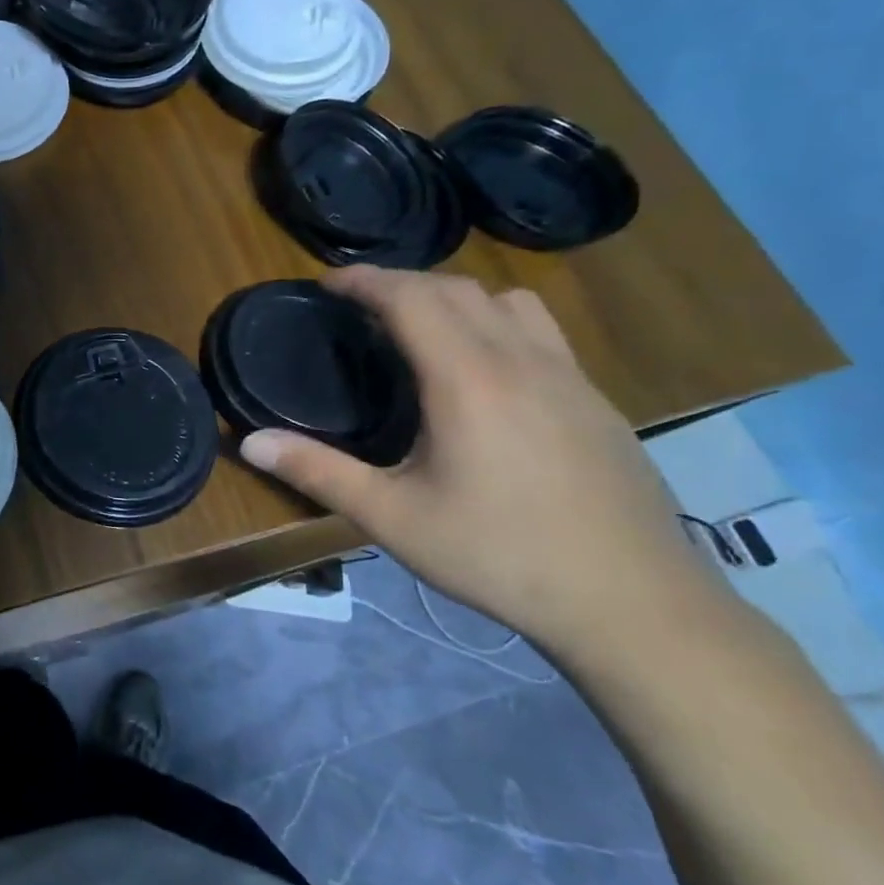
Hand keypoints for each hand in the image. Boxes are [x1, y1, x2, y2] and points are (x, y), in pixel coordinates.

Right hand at [238, 267, 717, 652]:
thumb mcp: (392, 518)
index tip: (327, 281)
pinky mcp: (597, 402)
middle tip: (360, 304)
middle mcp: (521, 361)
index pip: (412, 297)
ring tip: (423, 326)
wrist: (635, 605)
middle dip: (402, 282)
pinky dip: (498, 323)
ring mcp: (569, 378)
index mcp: (468, 379)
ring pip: (509, 301)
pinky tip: (485, 374)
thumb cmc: (500, 556)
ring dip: (457, 296)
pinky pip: (541, 332)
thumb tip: (248, 441)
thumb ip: (318, 471)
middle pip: (457, 288)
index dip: (366, 279)